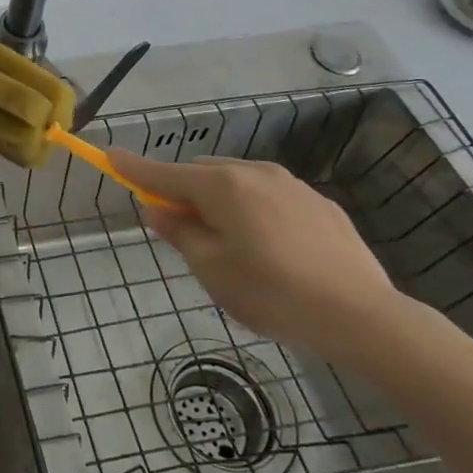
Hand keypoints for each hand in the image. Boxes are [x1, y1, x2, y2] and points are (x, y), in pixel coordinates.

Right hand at [107, 151, 400, 360]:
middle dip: (185, 195)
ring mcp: (291, 185)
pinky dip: (256, 212)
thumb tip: (159, 211)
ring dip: (222, 204)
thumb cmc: (273, 293)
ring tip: (235, 249)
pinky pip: (271, 198)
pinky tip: (274, 252)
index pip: (163, 173)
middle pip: (201, 175)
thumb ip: (180, 234)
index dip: (133, 167)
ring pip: (238, 184)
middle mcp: (254, 173)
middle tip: (185, 234)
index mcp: (221, 186)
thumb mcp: (212, 270)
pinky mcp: (320, 204)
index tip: (108, 155)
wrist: (364, 316)